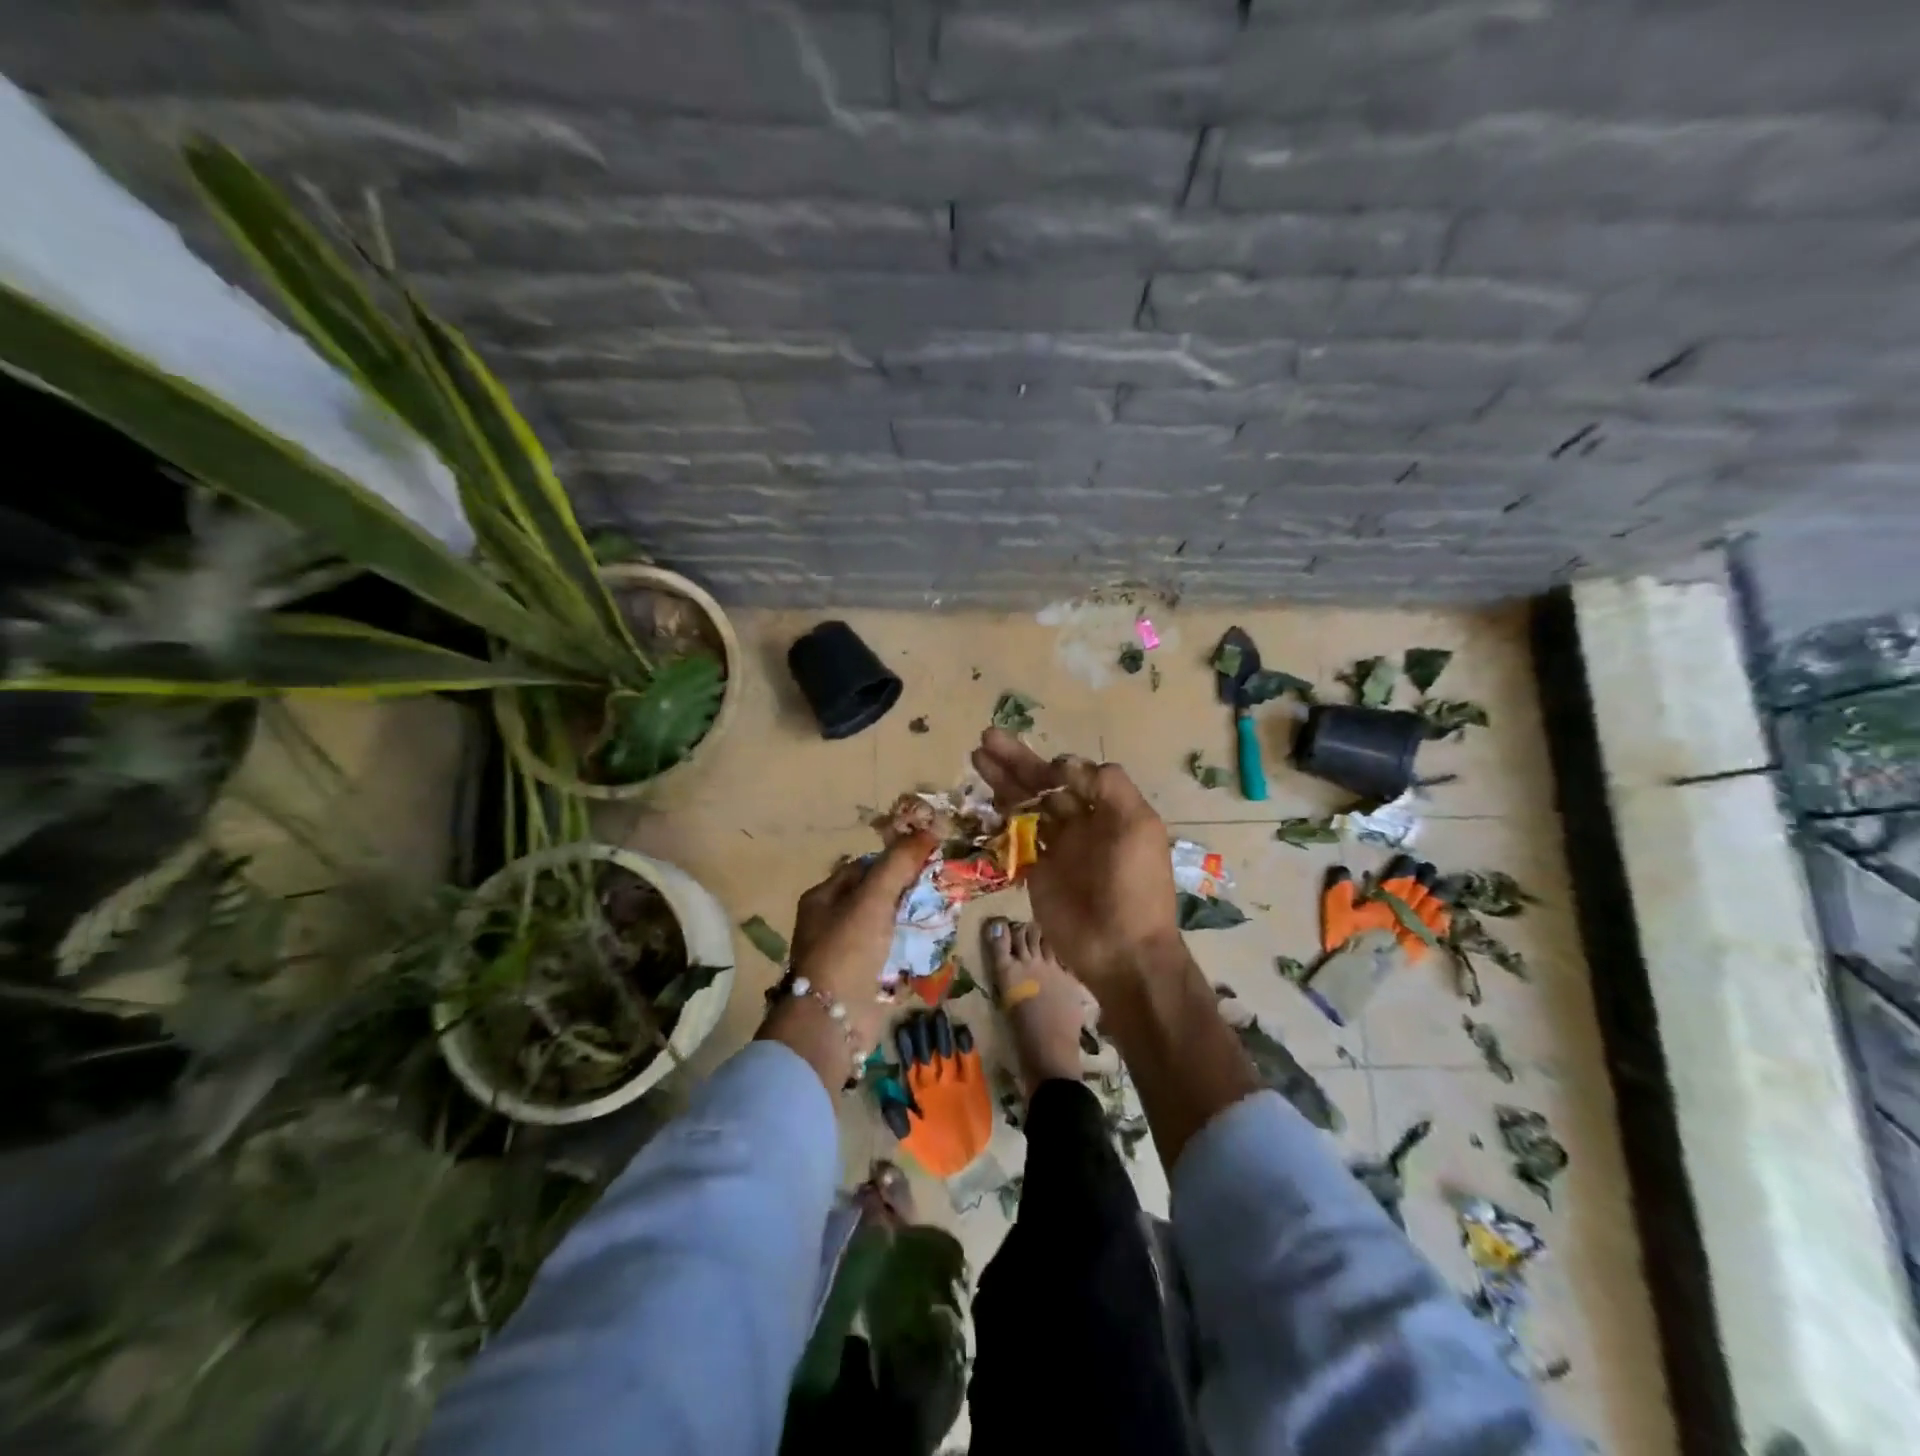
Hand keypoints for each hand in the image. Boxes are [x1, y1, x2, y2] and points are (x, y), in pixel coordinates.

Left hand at [787, 830, 936, 1046]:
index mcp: (823, 899)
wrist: (832, 1021)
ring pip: (887, 927)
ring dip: (912, 922)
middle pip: (877, 898)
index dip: (894, 862)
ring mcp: (847, 954)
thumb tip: (930, 829)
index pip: (863, 868)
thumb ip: (899, 864)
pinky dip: (911, 951)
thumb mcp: (873, 899)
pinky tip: (933, 946)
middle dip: (907, 893)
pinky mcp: (864, 980)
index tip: (926, 861)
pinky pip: (892, 956)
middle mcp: (831, 924)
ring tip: (942, 915)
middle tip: (939, 889)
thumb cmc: (847, 950)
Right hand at [970, 728, 1179, 993]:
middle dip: (1016, 762)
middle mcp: (1082, 823)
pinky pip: (1015, 838)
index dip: (1055, 766)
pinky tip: (983, 800)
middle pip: (1044, 785)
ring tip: (976, 755)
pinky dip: (1000, 818)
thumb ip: (1108, 786)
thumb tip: (1065, 764)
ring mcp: (1057, 848)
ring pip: (1025, 806)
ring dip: (1003, 781)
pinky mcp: (1036, 871)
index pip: (1075, 776)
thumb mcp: (1137, 826)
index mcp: (1109, 810)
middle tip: (986, 738)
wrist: (1122, 950)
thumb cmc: (1134, 885)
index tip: (1046, 770)